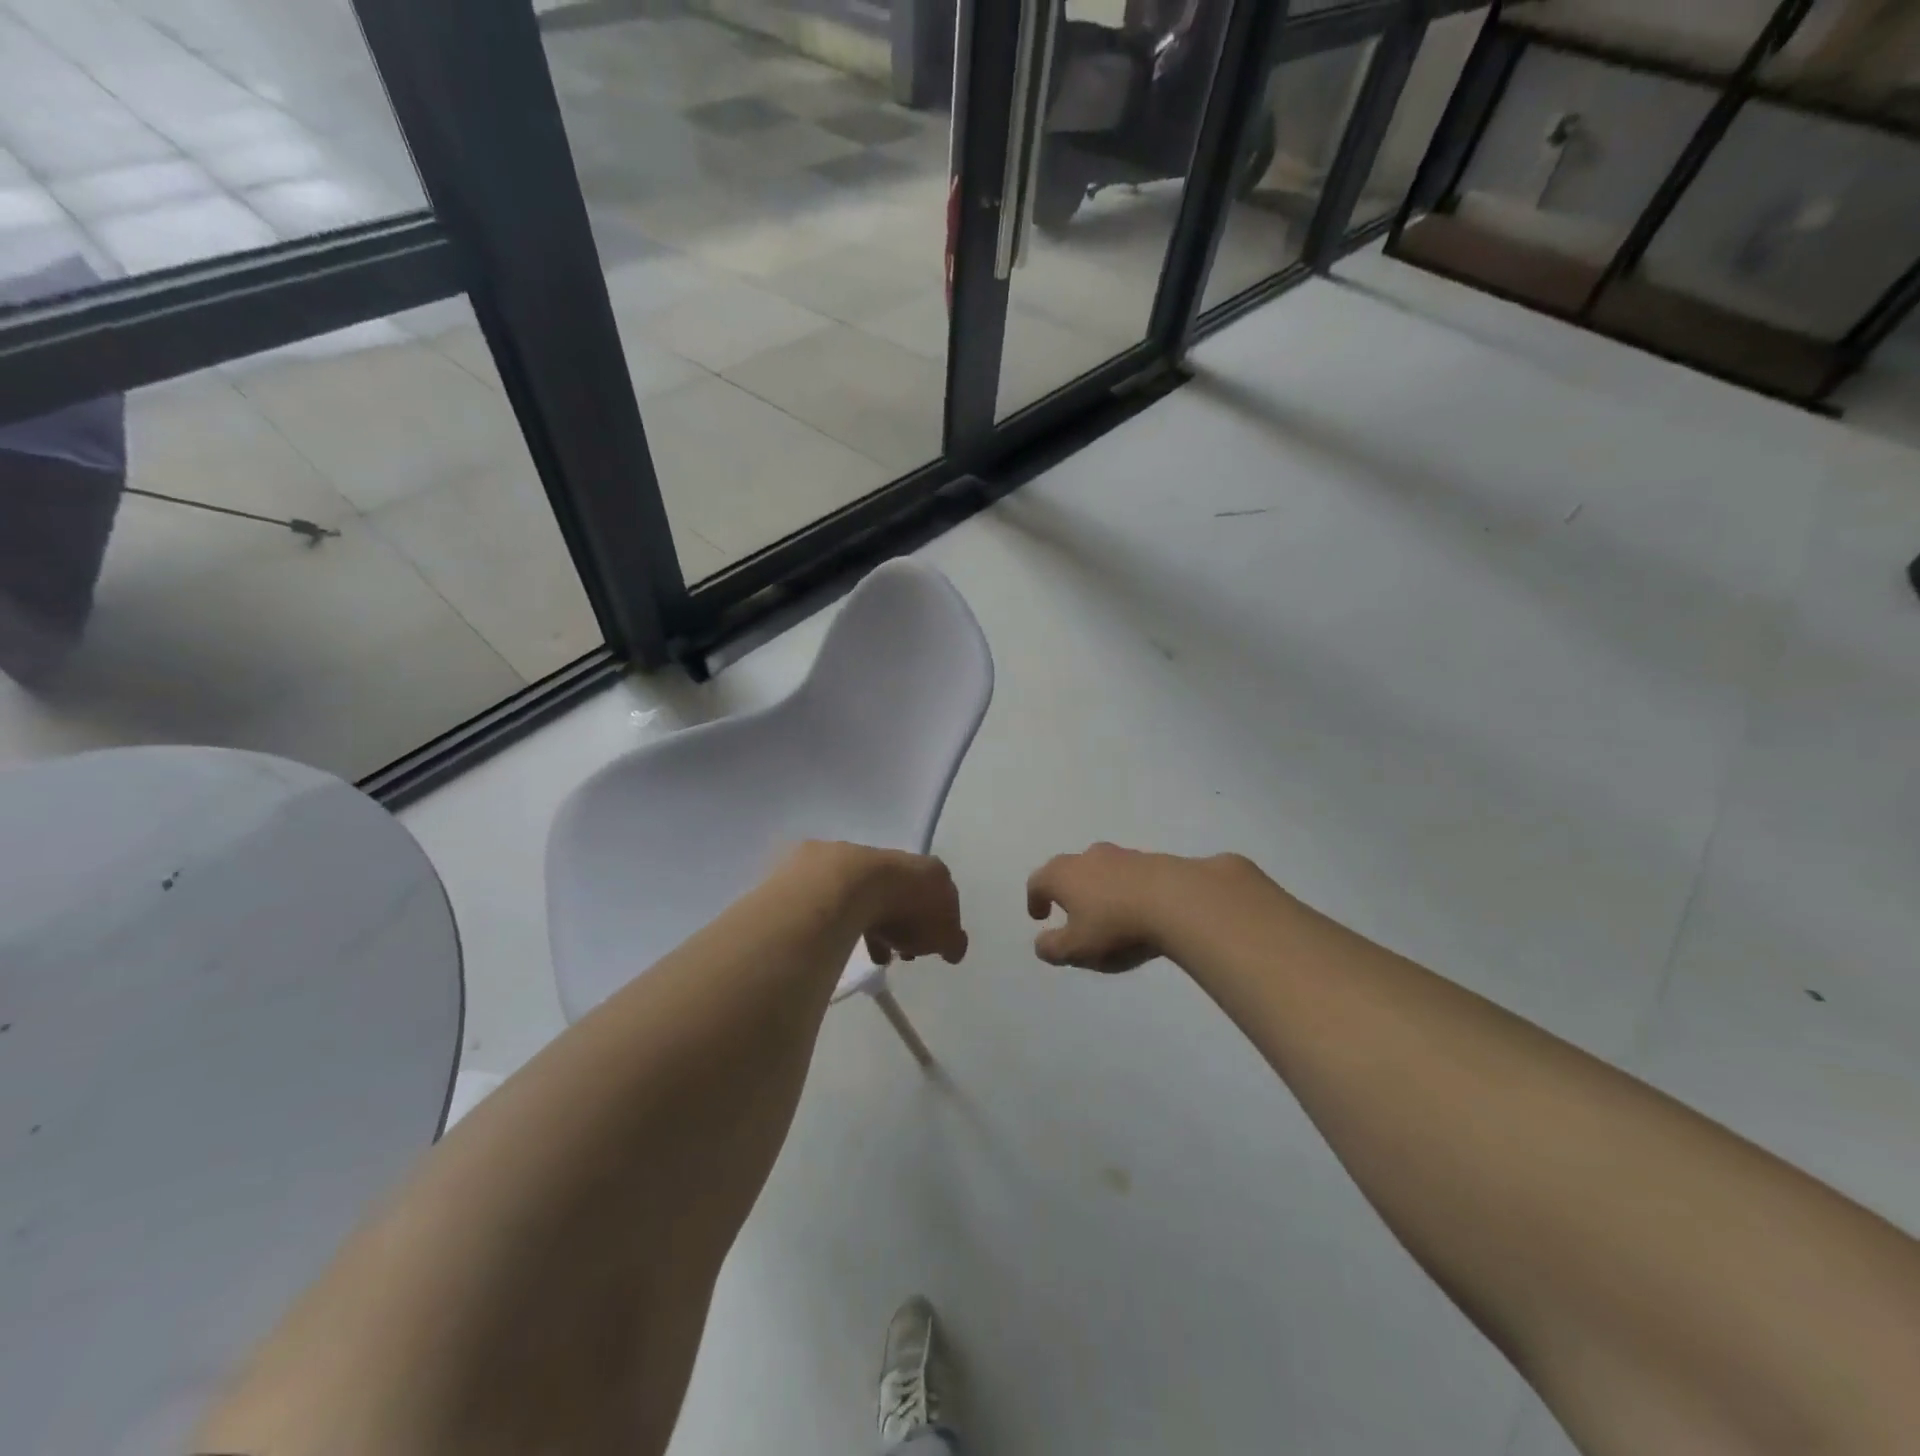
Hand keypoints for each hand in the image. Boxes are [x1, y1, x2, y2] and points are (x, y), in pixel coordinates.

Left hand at [785, 842, 968, 965]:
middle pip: (912, 896)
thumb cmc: (909, 911)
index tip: (931, 948)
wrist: (854, 885)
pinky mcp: (840, 869)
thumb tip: (955, 948)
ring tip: (876, 953)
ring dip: (882, 924)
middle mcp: (906, 861)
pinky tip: (851, 939)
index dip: (941, 925)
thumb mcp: (943, 935)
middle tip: (904, 951)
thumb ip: (954, 942)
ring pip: (881, 898)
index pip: (946, 899)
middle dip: (910, 925)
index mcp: (935, 873)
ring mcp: (872, 863)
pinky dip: (856, 918)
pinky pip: (853, 899)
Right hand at [1026, 843, 1222, 972]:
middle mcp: (1089, 857)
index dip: (1035, 899)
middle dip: (1067, 889)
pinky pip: (1133, 875)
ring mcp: (1124, 855)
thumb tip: (1041, 943)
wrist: (1179, 901)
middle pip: (1069, 869)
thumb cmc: (1116, 927)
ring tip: (1108, 911)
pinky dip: (1129, 888)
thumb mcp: (1077, 949)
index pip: (1038, 882)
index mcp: (1063, 875)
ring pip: (1103, 868)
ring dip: (1099, 887)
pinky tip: (1140, 908)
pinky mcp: (1156, 860)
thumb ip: (1053, 948)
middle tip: (1070, 910)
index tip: (1039, 915)